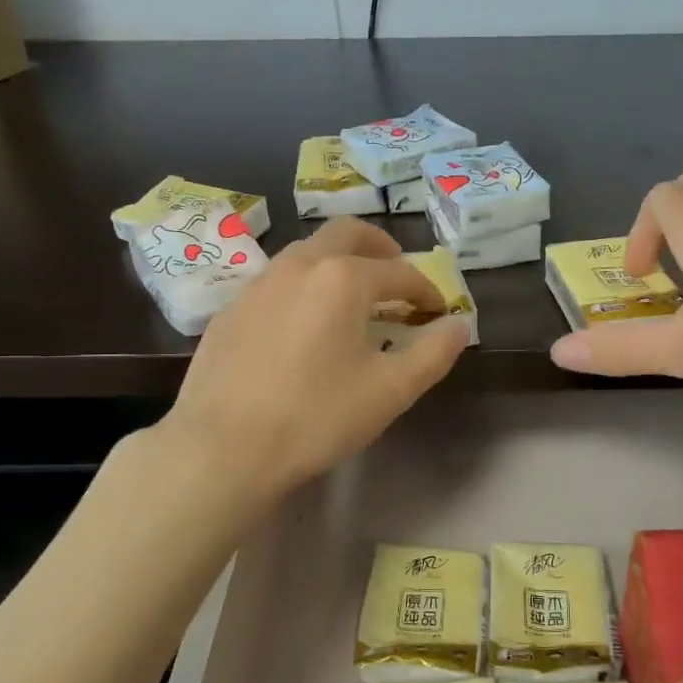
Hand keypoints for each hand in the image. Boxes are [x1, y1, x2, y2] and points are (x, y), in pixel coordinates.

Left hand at [165, 218, 469, 496]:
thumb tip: (459, 325)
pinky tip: (304, 326)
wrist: (222, 449)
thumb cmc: (316, 417)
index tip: (438, 312)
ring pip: (308, 252)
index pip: (400, 273)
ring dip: (339, 263)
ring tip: (353, 300)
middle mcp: (300, 265)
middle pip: (348, 233)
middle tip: (397, 276)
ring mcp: (258, 283)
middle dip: (381, 249)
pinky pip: (278, 281)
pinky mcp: (231, 309)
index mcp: (343, 278)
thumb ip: (433, 353)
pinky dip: (305, 287)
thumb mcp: (391, 391)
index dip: (427, 290)